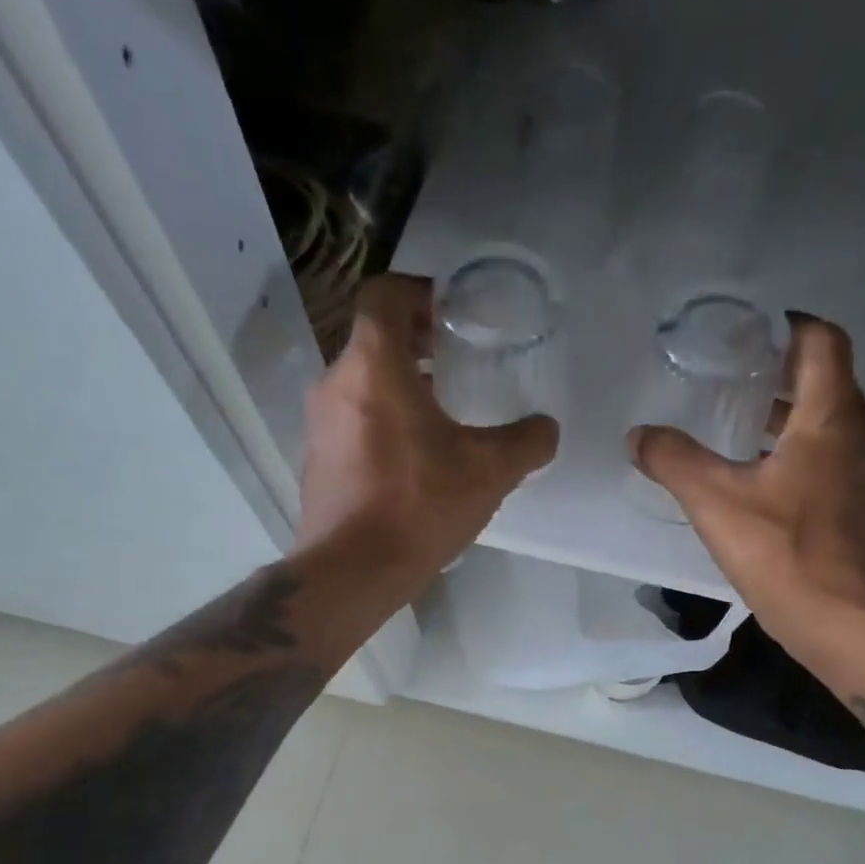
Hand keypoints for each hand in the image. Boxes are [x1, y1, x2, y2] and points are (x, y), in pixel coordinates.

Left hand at [295, 274, 557, 598]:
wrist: (351, 572)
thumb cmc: (417, 506)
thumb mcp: (488, 471)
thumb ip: (526, 441)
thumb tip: (546, 429)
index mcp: (373, 366)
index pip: (384, 294)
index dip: (419, 291)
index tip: (453, 311)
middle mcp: (336, 383)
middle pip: (374, 337)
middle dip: (417, 339)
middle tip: (458, 356)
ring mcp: (320, 423)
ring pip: (362, 380)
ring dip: (401, 381)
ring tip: (444, 408)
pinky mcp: (318, 459)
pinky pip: (353, 417)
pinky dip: (383, 416)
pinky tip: (417, 455)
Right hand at [628, 313, 864, 646]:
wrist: (842, 621)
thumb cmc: (782, 551)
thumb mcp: (715, 501)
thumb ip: (673, 460)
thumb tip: (638, 435)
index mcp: (832, 417)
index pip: (823, 341)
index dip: (788, 326)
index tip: (747, 333)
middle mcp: (860, 433)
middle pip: (827, 379)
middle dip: (781, 370)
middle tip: (730, 374)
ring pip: (830, 420)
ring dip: (789, 413)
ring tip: (736, 421)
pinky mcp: (862, 504)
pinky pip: (832, 454)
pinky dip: (799, 448)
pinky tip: (758, 474)